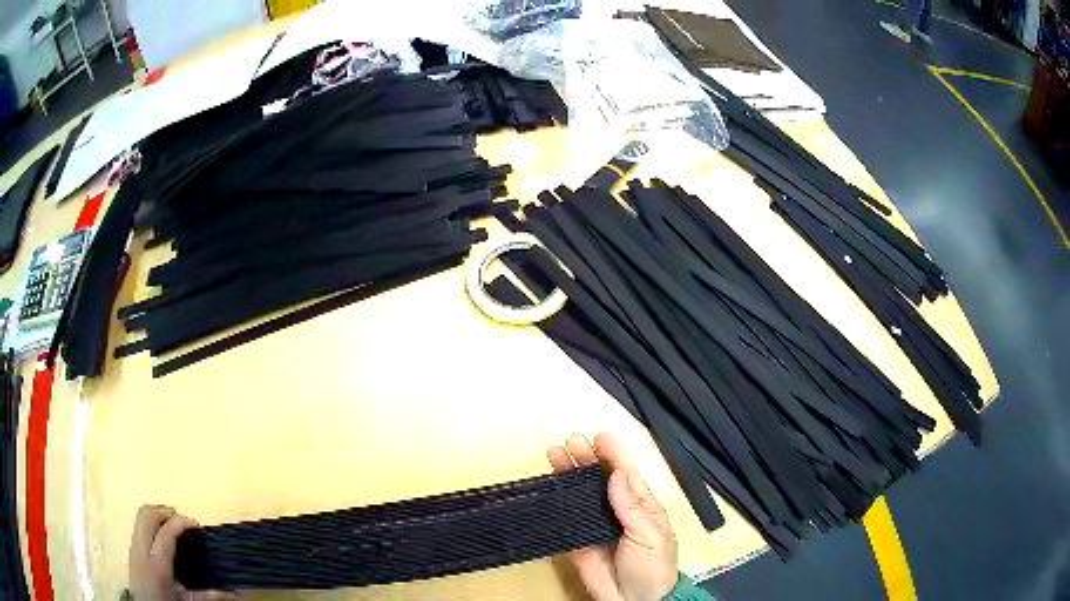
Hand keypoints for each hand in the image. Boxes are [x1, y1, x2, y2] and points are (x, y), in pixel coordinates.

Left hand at [128, 505, 233, 600]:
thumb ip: (205, 595)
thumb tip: (229, 594)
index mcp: (157, 564)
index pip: (166, 532)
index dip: (181, 523)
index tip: (196, 525)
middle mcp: (142, 550)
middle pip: (147, 515)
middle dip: (165, 511)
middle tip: (182, 519)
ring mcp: (133, 546)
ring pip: (140, 516)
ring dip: (156, 514)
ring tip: (172, 523)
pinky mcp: (131, 548)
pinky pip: (138, 525)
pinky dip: (150, 522)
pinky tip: (161, 535)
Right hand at [548, 433, 678, 600]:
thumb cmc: (654, 567)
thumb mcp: (650, 535)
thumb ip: (631, 507)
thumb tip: (616, 476)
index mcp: (641, 506)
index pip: (625, 474)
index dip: (613, 454)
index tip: (600, 435)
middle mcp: (616, 512)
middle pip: (598, 480)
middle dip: (584, 460)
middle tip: (569, 441)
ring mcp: (595, 526)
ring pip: (579, 496)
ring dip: (567, 477)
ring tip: (554, 456)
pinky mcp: (578, 543)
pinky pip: (565, 521)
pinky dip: (555, 505)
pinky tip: (546, 490)